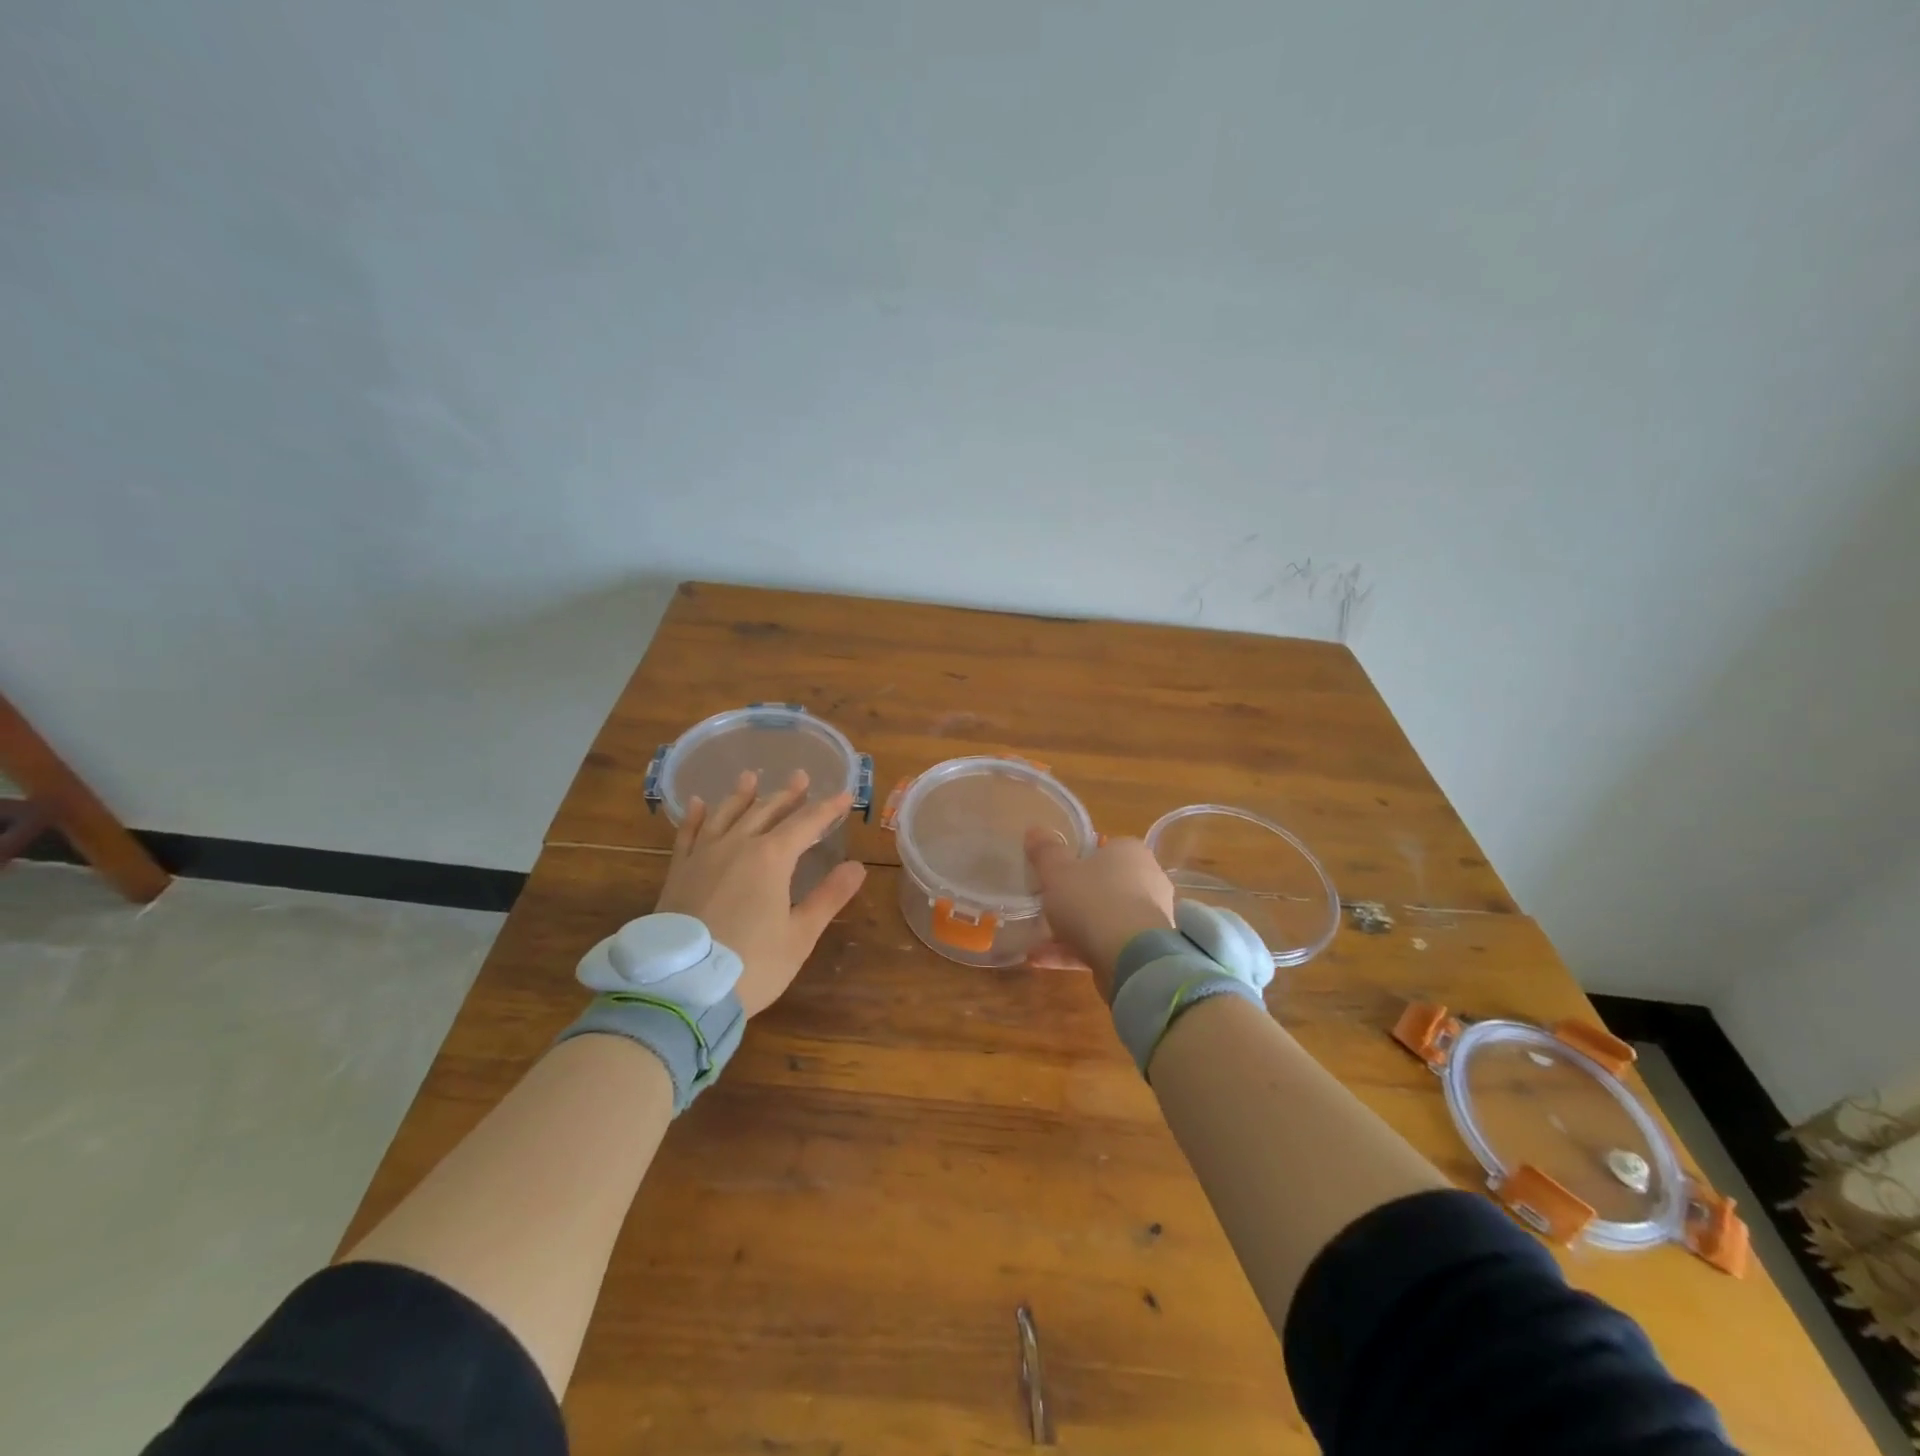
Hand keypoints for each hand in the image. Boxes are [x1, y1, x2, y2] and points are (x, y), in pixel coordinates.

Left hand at [656, 769, 866, 1016]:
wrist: (681, 989)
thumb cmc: (751, 965)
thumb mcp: (799, 936)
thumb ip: (828, 897)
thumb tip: (857, 867)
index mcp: (771, 858)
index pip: (806, 824)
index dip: (827, 809)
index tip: (844, 795)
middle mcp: (736, 846)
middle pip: (766, 811)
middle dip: (787, 794)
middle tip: (800, 776)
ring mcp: (702, 857)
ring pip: (725, 815)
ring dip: (741, 795)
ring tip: (750, 777)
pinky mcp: (677, 873)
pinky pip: (687, 835)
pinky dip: (694, 817)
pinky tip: (697, 804)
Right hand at [1024, 831, 1176, 1001]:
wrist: (1130, 957)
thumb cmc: (1092, 900)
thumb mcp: (1057, 872)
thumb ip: (1044, 852)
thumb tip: (1034, 831)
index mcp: (1130, 852)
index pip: (1103, 848)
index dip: (1076, 861)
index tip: (1054, 875)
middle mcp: (1147, 880)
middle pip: (1102, 885)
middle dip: (1072, 899)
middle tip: (1045, 907)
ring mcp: (1148, 917)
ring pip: (1102, 919)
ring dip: (1069, 930)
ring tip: (1035, 942)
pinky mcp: (1144, 950)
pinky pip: (1104, 944)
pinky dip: (1076, 950)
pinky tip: (1043, 960)